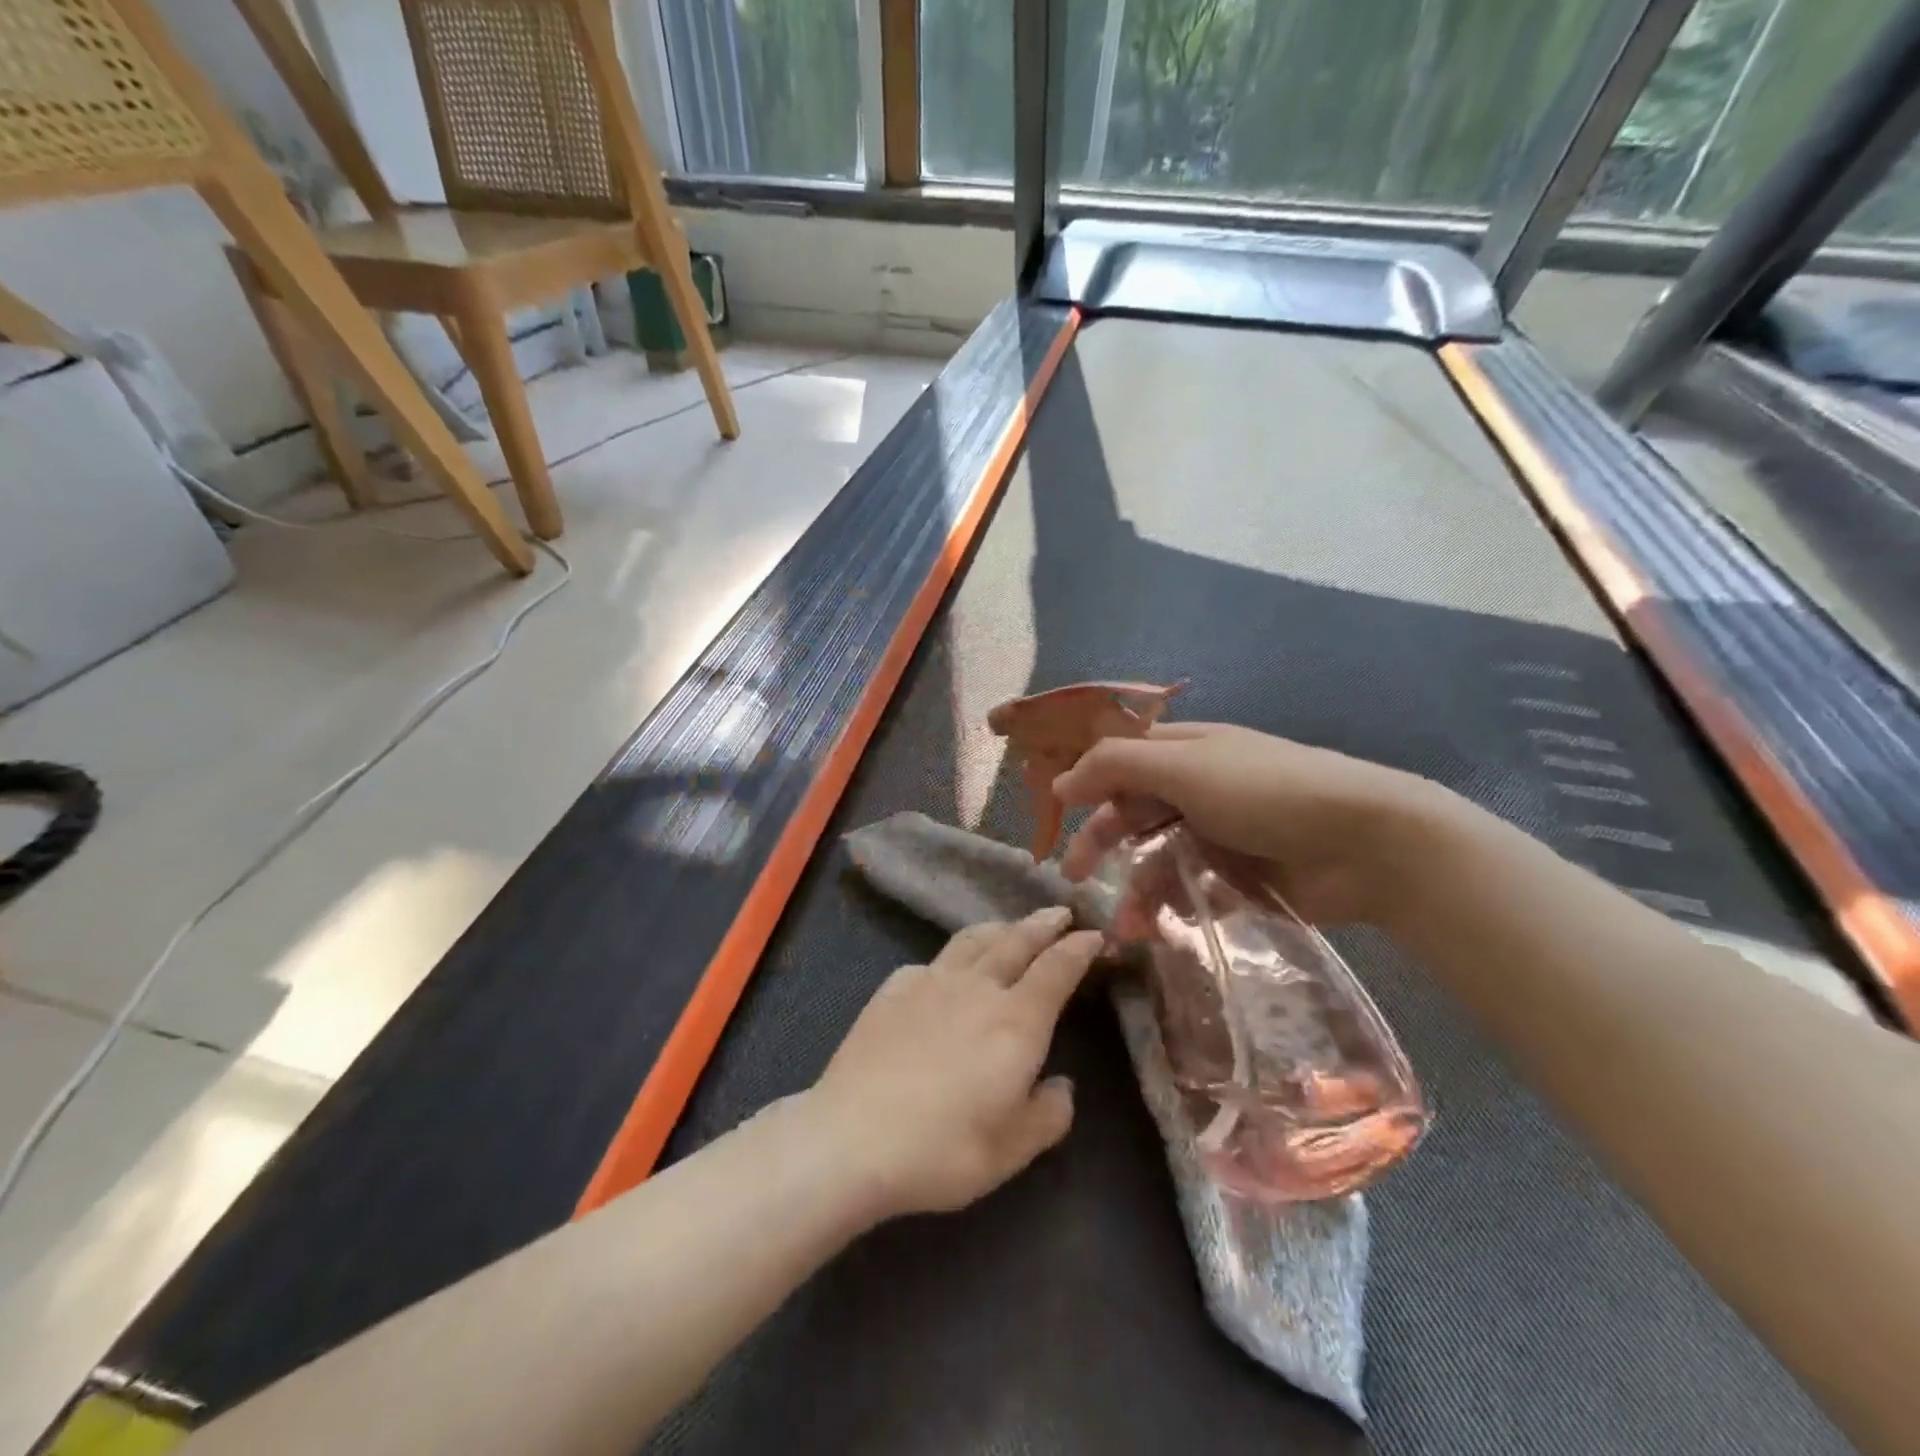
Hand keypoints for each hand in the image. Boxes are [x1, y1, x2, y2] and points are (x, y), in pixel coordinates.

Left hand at [807, 909, 1101, 1219]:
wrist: (853, 1137)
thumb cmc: (942, 1149)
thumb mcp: (1011, 1150)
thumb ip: (1048, 1115)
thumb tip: (1061, 1086)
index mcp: (1016, 1021)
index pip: (1056, 970)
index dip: (1078, 948)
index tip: (1094, 935)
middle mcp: (978, 988)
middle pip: (1017, 941)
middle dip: (1043, 924)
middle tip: (1060, 912)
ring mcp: (931, 981)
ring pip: (974, 940)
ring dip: (1000, 928)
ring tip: (1011, 926)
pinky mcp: (894, 988)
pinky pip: (933, 961)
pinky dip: (953, 956)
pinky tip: (948, 969)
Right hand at [1052, 723, 1461, 925]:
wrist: (1367, 843)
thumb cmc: (1266, 792)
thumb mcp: (1184, 766)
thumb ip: (1116, 766)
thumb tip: (1061, 783)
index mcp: (1185, 750)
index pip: (1121, 760)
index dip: (1087, 782)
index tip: (1057, 815)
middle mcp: (1197, 787)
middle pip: (1133, 811)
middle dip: (1101, 842)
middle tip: (1074, 877)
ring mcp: (1219, 834)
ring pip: (1158, 858)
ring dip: (1136, 890)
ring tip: (1125, 929)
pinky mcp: (1240, 877)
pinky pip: (1191, 890)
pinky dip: (1171, 908)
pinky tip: (1159, 930)